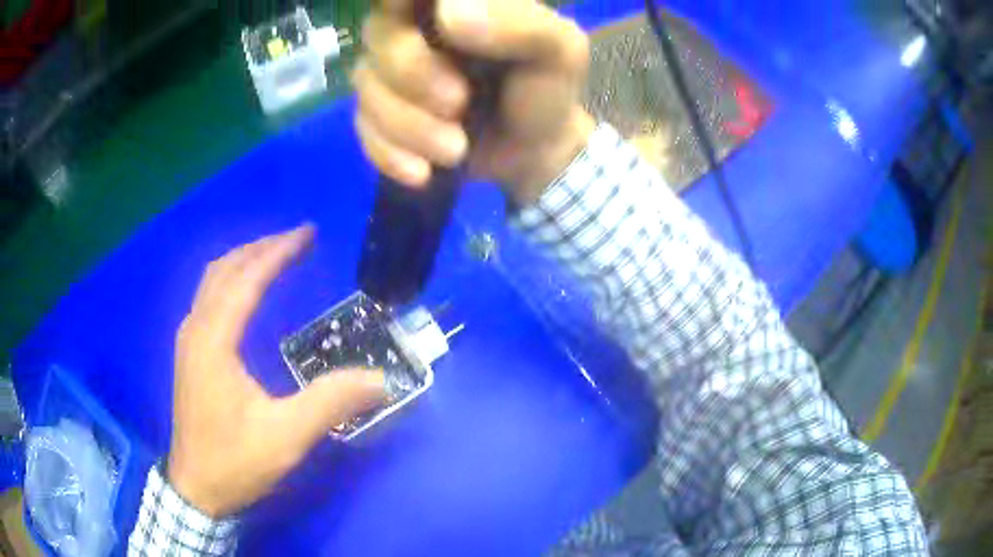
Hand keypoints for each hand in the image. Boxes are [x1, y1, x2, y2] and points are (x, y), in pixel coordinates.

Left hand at [167, 225, 385, 516]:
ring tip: (276, 256)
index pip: (246, 280)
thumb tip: (381, 379)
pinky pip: (208, 298)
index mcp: (213, 341)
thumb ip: (330, 402)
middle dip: (261, 248)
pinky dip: (232, 281)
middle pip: (225, 270)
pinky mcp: (190, 353)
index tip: (308, 234)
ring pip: (212, 281)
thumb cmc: (235, 462)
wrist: (196, 489)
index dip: (278, 253)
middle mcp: (195, 329)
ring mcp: (189, 340)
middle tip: (298, 241)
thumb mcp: (286, 437)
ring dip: (244, 261)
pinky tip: (247, 292)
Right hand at [353, 0, 595, 204]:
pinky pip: (362, 127)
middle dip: (412, 75)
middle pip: (379, 33)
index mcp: (453, 2)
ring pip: (367, 84)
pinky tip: (423, 171)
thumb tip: (448, 13)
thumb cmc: (545, 91)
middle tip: (459, 102)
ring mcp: (390, 68)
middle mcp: (413, 25)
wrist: (530, 151)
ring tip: (456, 148)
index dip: (398, 3)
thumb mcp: (558, 53)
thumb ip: (520, 25)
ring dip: (409, 125)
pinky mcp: (378, 111)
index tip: (425, 28)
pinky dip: (392, 154)